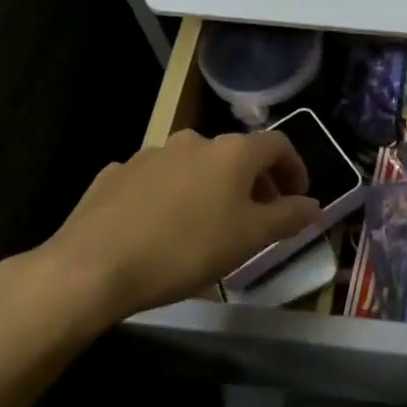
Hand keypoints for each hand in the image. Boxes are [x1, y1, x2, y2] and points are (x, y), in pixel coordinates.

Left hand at [0, 129, 322, 349]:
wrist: (93, 266)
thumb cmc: (186, 249)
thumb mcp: (250, 239)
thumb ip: (288, 217)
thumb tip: (314, 204)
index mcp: (232, 151)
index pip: (279, 146)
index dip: (295, 170)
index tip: (298, 199)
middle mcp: (194, 141)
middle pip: (237, 155)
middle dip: (254, 183)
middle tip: (259, 218)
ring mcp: (151, 154)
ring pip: (196, 166)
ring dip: (212, 189)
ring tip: (209, 226)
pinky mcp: (117, 174)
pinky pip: (158, 180)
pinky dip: (173, 196)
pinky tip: (162, 228)